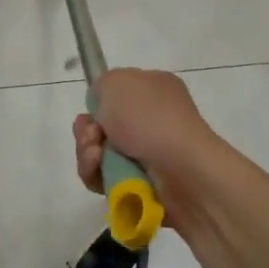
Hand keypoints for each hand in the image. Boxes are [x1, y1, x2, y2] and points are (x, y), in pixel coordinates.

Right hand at [72, 69, 218, 222]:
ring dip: (87, 154)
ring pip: (99, 155)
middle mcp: (153, 120)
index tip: (92, 112)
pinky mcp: (143, 185)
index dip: (98, 104)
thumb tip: (101, 109)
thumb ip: (101, 86)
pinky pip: (106, 179)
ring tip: (96, 157)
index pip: (117, 95)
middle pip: (103, 127)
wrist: (182, 170)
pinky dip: (96, 175)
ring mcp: (149, 154)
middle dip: (87, 132)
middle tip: (92, 137)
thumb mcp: (116, 82)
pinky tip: (99, 172)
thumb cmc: (150, 119)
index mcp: (154, 89)